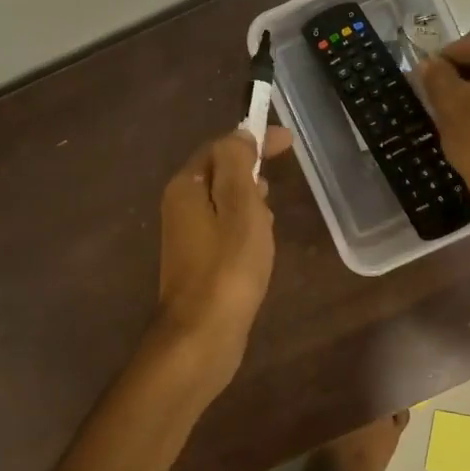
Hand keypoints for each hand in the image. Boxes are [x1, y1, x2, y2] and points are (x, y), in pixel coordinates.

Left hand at [153, 125, 293, 392]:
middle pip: (220, 173)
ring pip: (224, 203)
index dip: (254, 139)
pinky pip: (225, 230)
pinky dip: (245, 228)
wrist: (201, 336)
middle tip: (279, 183)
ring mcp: (187, 237)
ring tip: (272, 217)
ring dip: (250, 202)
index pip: (220, 147)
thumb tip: (239, 134)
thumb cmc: (228, 268)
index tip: (289, 142)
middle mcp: (180, 206)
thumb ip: (238, 165)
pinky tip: (260, 246)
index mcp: (187, 187)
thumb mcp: (241, 207)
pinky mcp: (198, 263)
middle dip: (251, 171)